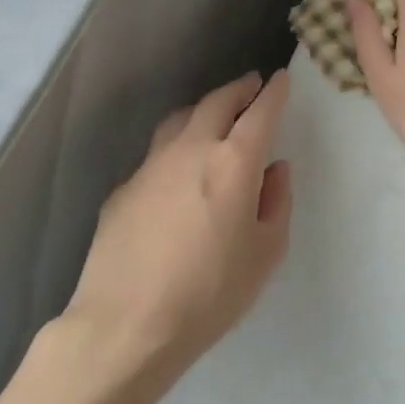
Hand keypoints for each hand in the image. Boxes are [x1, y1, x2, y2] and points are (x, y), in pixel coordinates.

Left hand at [62, 70, 293, 392]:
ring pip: (181, 119)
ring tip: (215, 116)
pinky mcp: (123, 188)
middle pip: (217, 102)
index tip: (281, 78)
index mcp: (234, 163)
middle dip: (239, 89)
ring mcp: (150, 166)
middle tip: (252, 86)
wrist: (126, 325)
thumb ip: (277, 202)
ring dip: (204, 110)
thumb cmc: (210, 293)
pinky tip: (179, 172)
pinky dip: (177, 147)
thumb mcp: (265, 254)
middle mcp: (191, 150)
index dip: (274, 92)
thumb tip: (275, 169)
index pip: (260, 112)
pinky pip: (157, 154)